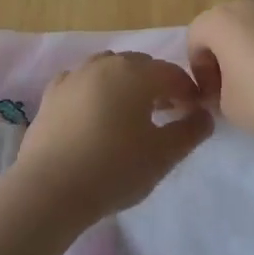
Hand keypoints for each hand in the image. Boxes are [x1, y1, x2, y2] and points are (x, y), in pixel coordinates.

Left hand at [14, 52, 212, 221]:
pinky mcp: (51, 95)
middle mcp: (104, 65)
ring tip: (131, 113)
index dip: (189, 92)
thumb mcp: (164, 155)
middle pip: (140, 66)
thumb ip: (191, 131)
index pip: (172, 74)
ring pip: (109, 69)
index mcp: (136, 74)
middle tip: (167, 113)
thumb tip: (203, 115)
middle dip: (158, 84)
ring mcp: (73, 77)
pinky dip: (95, 90)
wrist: (50, 189)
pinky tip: (95, 113)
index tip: (194, 115)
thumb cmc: (115, 169)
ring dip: (126, 84)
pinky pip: (81, 82)